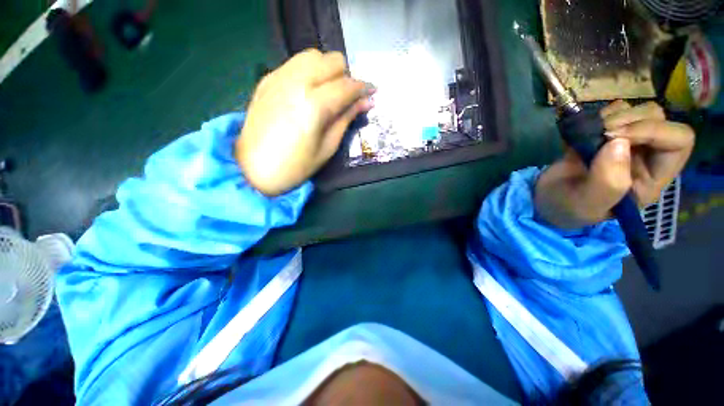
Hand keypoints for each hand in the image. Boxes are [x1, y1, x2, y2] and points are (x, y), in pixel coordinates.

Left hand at [236, 49, 373, 195]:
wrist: (253, 169)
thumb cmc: (296, 166)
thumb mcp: (328, 147)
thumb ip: (346, 119)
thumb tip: (366, 102)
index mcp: (314, 105)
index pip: (347, 86)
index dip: (364, 88)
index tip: (372, 93)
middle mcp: (296, 82)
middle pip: (332, 60)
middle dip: (346, 77)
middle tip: (347, 98)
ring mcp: (278, 77)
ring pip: (313, 55)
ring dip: (328, 70)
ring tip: (329, 92)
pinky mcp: (267, 79)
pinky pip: (295, 63)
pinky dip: (309, 71)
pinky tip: (309, 91)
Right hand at [535, 101, 694, 228]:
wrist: (545, 200)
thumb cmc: (568, 207)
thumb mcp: (587, 204)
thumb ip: (607, 182)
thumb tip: (619, 143)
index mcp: (652, 178)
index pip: (678, 141)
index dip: (652, 131)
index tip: (612, 138)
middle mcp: (647, 156)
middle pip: (660, 119)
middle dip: (630, 120)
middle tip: (600, 134)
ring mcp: (628, 143)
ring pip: (640, 110)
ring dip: (614, 116)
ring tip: (589, 134)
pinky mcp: (607, 135)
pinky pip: (617, 110)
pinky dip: (601, 113)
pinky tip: (585, 130)